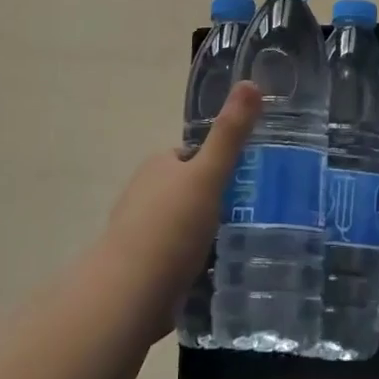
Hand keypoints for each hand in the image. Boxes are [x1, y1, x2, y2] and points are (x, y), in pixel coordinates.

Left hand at [105, 82, 260, 335]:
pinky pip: (173, 258)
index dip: (215, 163)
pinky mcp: (141, 271)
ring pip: (179, 225)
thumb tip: (250, 82)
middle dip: (210, 200)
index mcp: (157, 167)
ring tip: (237, 245)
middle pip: (185, 190)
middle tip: (248, 214)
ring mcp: (139, 235)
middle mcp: (143, 195)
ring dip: (201, 233)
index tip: (245, 177)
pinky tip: (213, 274)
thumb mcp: (208, 175)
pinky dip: (190, 262)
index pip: (190, 156)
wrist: (127, 297)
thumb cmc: (170, 229)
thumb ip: (230, 134)